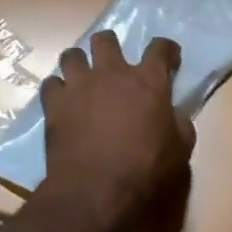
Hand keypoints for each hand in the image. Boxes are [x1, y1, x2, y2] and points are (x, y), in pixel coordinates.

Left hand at [39, 31, 193, 231]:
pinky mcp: (53, 103)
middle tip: (113, 64)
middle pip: (105, 39)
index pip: (160, 48)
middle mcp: (112, 72)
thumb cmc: (145, 170)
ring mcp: (79, 85)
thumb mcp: (180, 150)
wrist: (96, 191)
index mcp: (148, 81)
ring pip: (72, 55)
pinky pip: (50, 83)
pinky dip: (57, 90)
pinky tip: (62, 102)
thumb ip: (179, 123)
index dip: (166, 49)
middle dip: (109, 46)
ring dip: (78, 64)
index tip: (168, 57)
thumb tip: (173, 114)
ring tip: (82, 79)